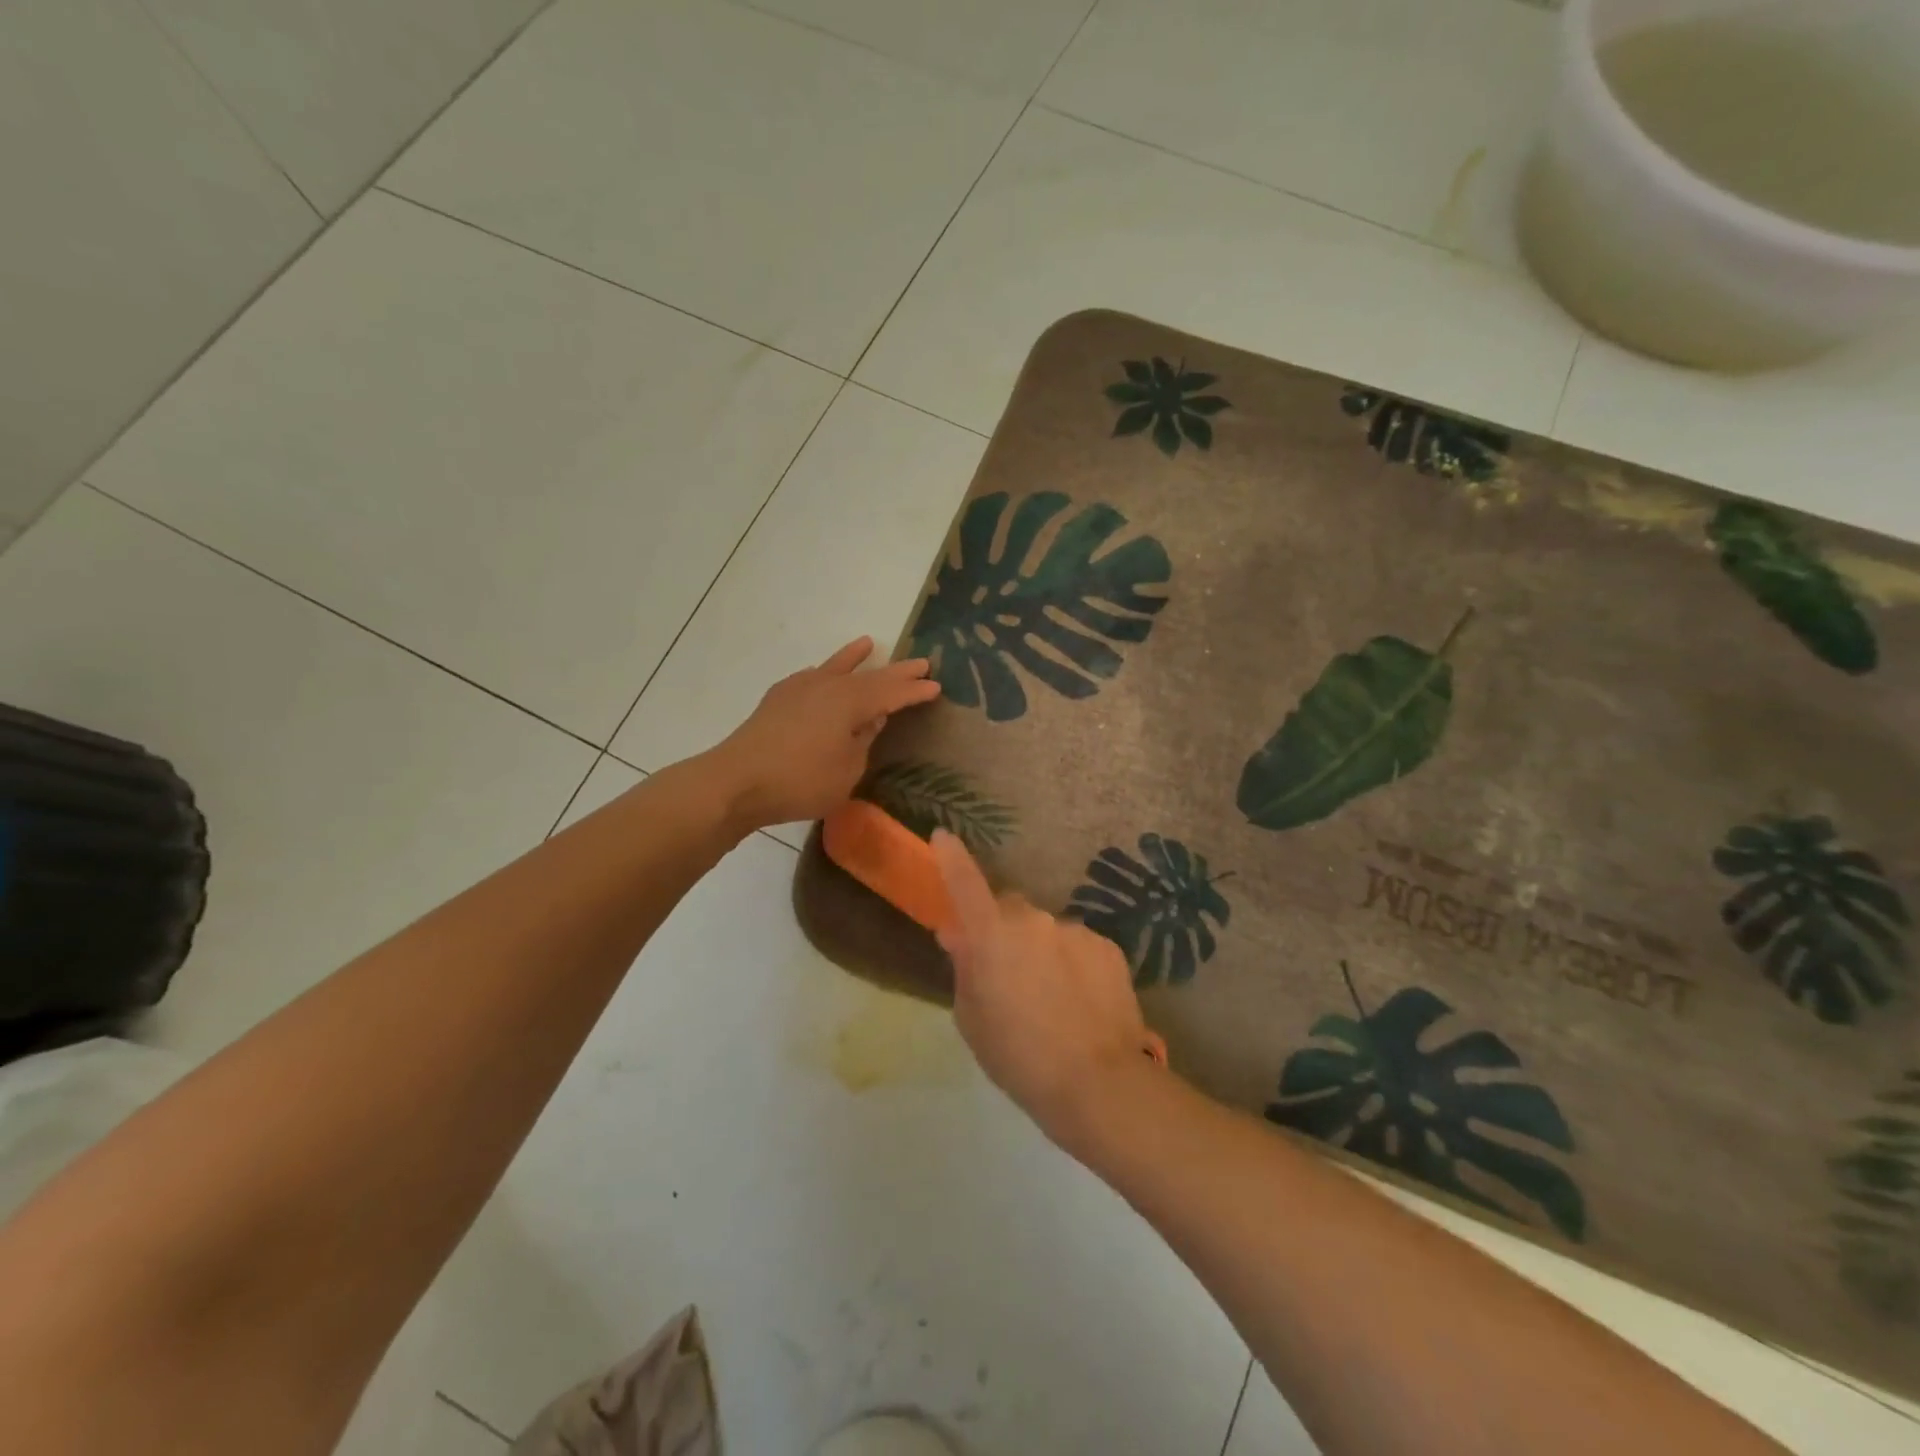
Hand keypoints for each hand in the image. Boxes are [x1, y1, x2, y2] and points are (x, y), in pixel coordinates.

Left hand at [705, 638, 940, 831]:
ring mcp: (800, 689)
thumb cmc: (801, 781)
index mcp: (851, 702)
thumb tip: (870, 719)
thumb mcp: (847, 770)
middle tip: (921, 662)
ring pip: (835, 667)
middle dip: (897, 672)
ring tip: (868, 643)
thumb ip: (863, 741)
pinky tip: (822, 675)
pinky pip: (811, 677)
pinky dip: (824, 673)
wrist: (737, 780)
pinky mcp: (778, 699)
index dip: (914, 691)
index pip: (892, 693)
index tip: (935, 686)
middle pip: (870, 676)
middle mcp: (828, 686)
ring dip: (854, 657)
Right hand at [931, 831, 1158, 1145]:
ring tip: (1051, 998)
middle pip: (1009, 908)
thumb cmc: (1018, 1057)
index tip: (943, 836)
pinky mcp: (1108, 946)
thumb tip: (959, 935)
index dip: (951, 857)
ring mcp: (1075, 929)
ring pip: (1047, 929)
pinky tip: (1080, 1000)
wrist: (1098, 1082)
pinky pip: (1078, 945)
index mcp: (992, 935)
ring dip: (1041, 949)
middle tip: (1006, 971)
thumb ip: (965, 968)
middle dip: (1003, 928)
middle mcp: (1033, 919)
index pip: (965, 882)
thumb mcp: (973, 1019)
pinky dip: (1073, 963)